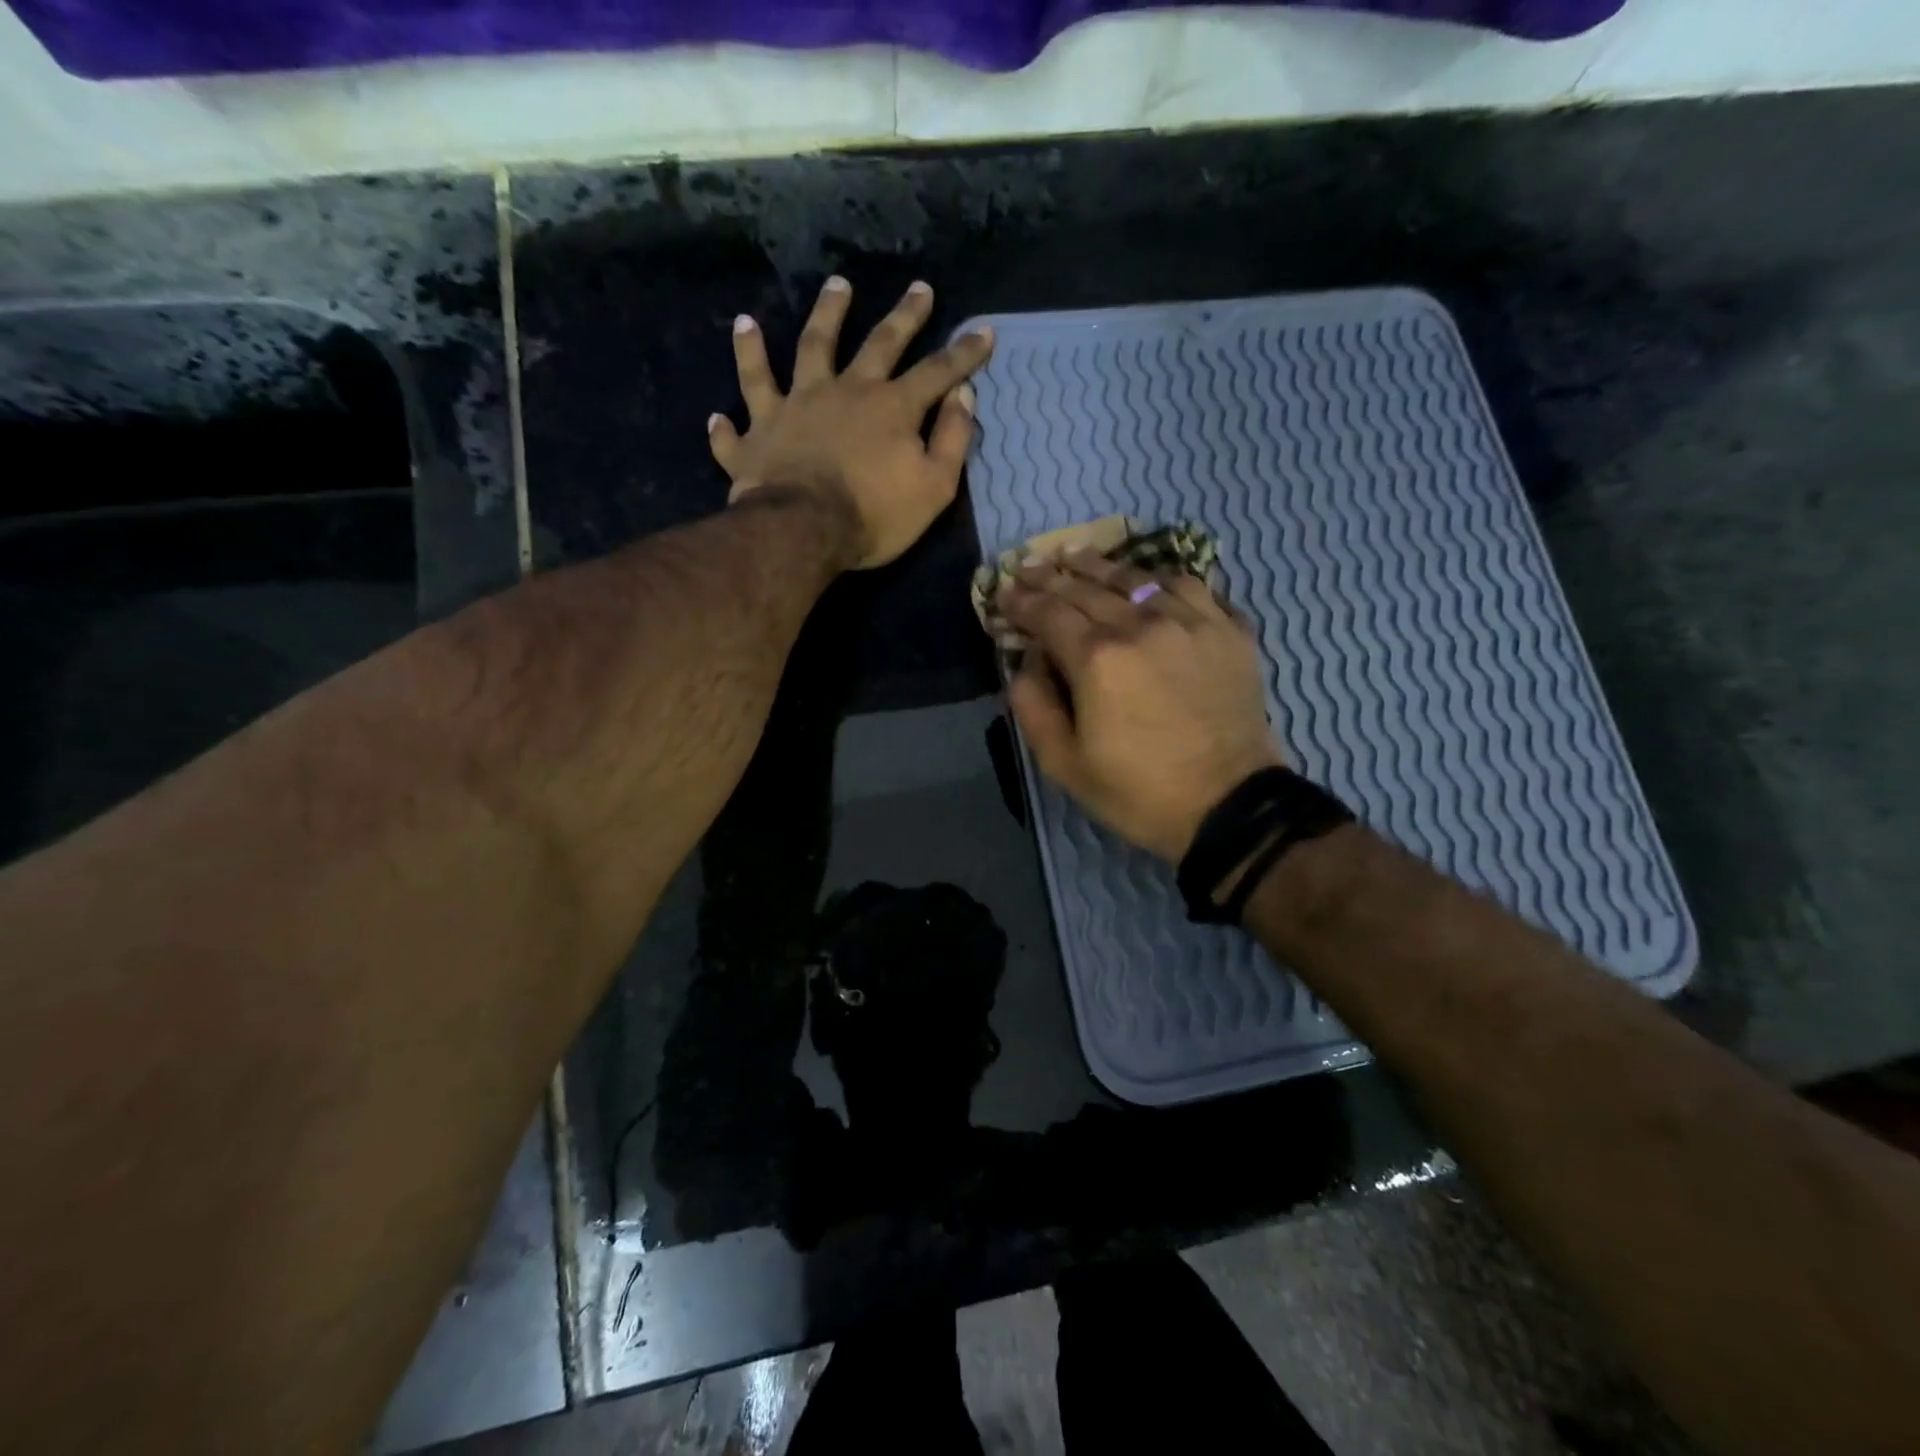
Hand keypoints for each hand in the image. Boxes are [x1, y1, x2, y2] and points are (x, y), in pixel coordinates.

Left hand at [709, 277, 995, 568]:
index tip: (984, 330)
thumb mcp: (934, 487)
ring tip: (832, 288)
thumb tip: (964, 397)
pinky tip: (719, 411)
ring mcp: (794, 407)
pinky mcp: (757, 434)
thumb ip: (951, 440)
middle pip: (877, 343)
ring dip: (821, 317)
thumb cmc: (874, 515)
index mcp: (890, 408)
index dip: (963, 353)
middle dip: (903, 316)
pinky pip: (741, 414)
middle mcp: (843, 392)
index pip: (936, 372)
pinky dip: (733, 403)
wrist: (803, 531)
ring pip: (806, 350)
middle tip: (918, 287)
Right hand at [1000, 552, 1285, 861]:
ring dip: (1099, 566)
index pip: (1048, 613)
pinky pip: (1190, 587)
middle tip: (1029, 567)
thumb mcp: (1064, 765)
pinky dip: (1159, 579)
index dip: (1021, 601)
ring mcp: (1190, 622)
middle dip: (1050, 576)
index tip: (1003, 593)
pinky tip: (1148, 581)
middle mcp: (1141, 625)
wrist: (1229, 806)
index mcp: (1097, 659)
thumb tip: (1026, 662)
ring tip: (1077, 556)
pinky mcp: (1227, 630)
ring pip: (1136, 578)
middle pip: (1086, 587)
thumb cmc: (1139, 792)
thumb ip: (1033, 706)